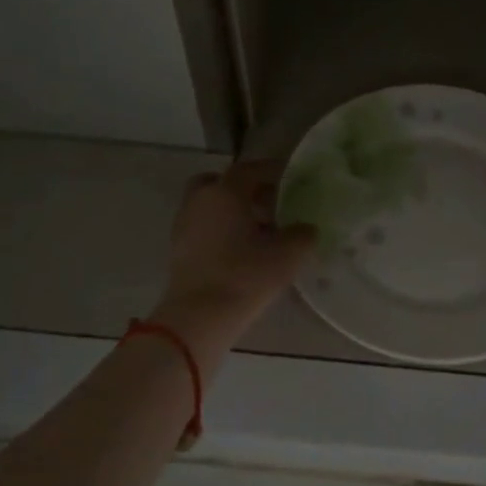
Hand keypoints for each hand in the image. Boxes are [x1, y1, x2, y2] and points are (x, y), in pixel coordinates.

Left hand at [152, 160, 315, 352]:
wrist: (199, 316)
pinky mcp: (178, 249)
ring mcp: (184, 224)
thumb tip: (306, 228)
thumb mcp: (287, 255)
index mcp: (226, 192)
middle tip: (268, 205)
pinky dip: (220, 230)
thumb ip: (302, 235)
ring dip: (231, 211)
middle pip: (222, 182)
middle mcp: (200, 200)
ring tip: (257, 232)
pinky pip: (203, 227)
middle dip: (245, 189)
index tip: (291, 179)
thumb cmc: (245, 277)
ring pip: (210, 205)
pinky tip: (239, 251)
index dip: (273, 171)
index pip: (251, 169)